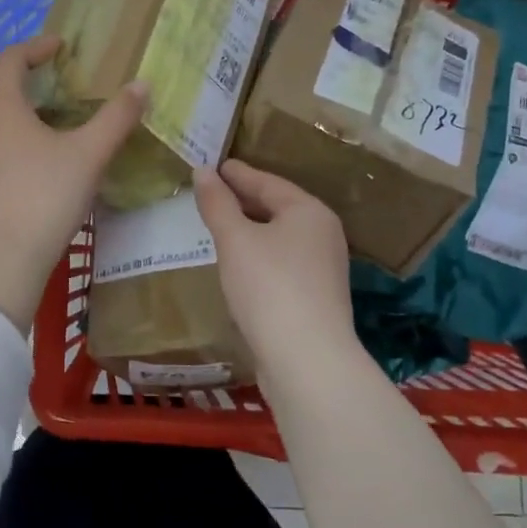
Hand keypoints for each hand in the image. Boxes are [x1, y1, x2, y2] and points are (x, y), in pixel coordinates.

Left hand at [0, 37, 147, 332]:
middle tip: (37, 95)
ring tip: (24, 130)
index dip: (34, 48)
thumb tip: (141, 84)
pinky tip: (15, 168)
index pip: (10, 62)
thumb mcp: (89, 155)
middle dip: (6, 85)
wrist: (0, 260)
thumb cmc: (44, 198)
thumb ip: (116, 118)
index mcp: (1, 110)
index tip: (58, 47)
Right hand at [194, 160, 356, 378]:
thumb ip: (217, 204)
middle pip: (277, 207)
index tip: (212, 165)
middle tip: (210, 192)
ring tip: (219, 225)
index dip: (237, 174)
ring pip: (279, 237)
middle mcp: (323, 234)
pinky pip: (281, 262)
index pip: (267, 182)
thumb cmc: (269, 287)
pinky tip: (238, 263)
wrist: (307, 361)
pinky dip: (258, 255)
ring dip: (250, 229)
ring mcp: (322, 268)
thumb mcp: (235, 240)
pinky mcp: (314, 297)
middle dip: (243, 200)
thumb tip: (203, 170)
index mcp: (309, 211)